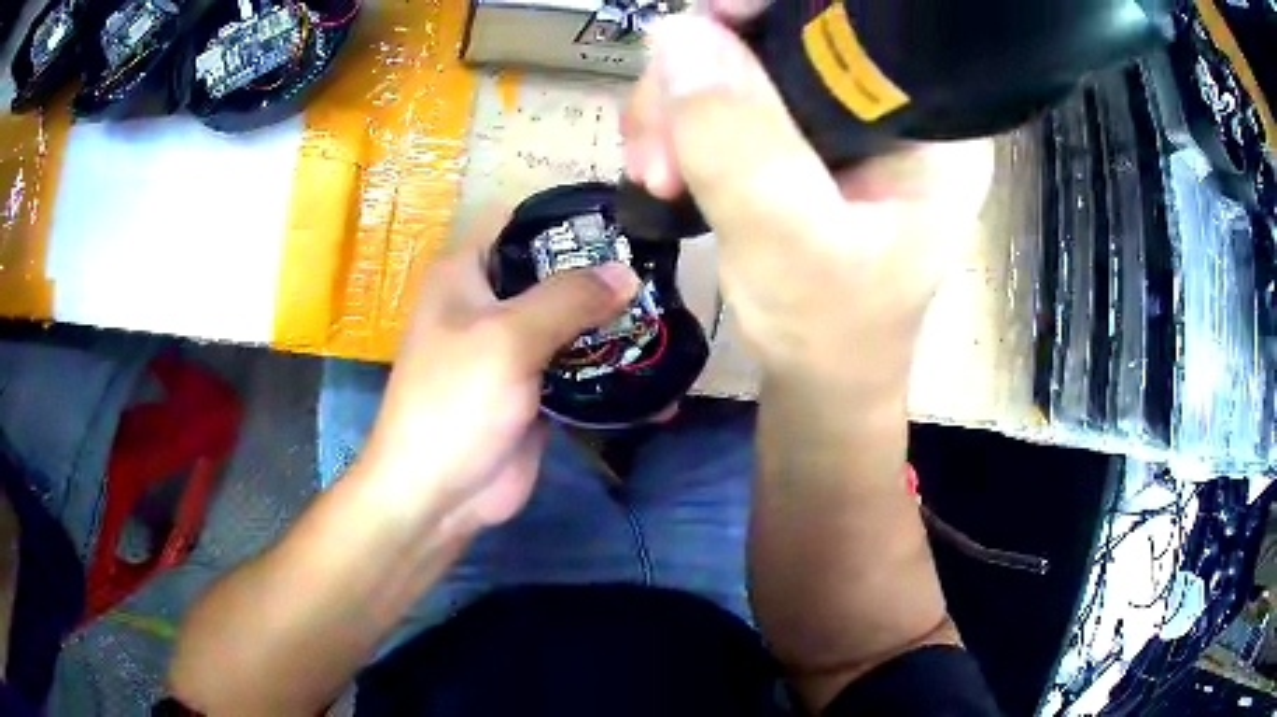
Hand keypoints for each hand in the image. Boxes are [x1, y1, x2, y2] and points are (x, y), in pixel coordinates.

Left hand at [361, 222, 638, 531]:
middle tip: (664, 275)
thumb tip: (626, 271)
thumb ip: (568, 298)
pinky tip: (657, 377)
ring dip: (614, 325)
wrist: (438, 494)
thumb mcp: (508, 338)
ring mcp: (513, 348)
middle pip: (554, 273)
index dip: (571, 219)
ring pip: (571, 322)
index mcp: (467, 272)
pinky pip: (579, 368)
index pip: (522, 222)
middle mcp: (489, 302)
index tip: (628, 225)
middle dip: (605, 275)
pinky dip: (612, 371)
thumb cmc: (455, 401)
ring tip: (671, 318)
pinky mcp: (535, 389)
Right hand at [623, 14, 992, 388]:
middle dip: (701, 72)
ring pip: (742, 58)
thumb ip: (739, 144)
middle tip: (657, 147)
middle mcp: (891, 104)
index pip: (852, 22)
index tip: (702, 32)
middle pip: (783, 33)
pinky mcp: (803, 133)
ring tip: (656, 172)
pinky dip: (682, 118)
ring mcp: (843, 116)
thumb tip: (677, 34)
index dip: (770, 10)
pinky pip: (728, 92)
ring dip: (678, 102)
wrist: (822, 379)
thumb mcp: (789, 245)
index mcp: (929, 122)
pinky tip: (666, 164)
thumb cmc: (830, 333)